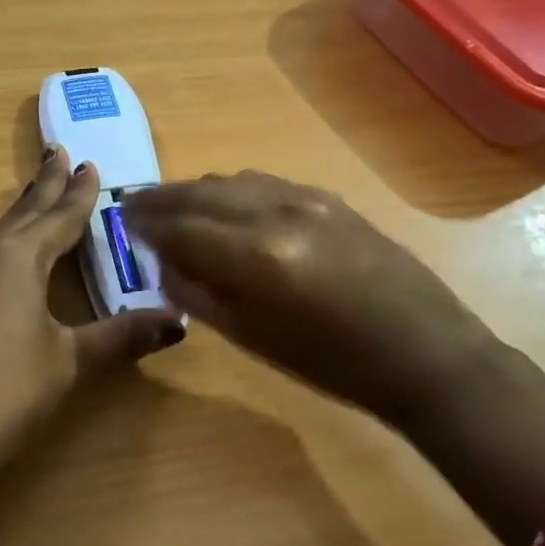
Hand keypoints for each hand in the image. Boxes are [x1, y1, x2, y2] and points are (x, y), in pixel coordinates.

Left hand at [0, 146, 184, 500]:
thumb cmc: (5, 394)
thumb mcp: (69, 364)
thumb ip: (121, 338)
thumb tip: (179, 322)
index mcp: (22, 262)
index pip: (60, 219)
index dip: (79, 195)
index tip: (90, 166)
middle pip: (23, 215)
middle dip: (45, 186)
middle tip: (58, 153)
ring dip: (7, 210)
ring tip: (18, 185)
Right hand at [124, 171, 494, 418]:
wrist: (423, 352)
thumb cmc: (332, 364)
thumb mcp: (251, 339)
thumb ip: (198, 294)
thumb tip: (164, 263)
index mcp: (254, 256)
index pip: (179, 226)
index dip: (145, 223)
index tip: (121, 221)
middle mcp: (275, 213)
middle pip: (200, 192)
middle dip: (161, 198)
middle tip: (134, 206)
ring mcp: (306, 199)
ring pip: (231, 181)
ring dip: (196, 192)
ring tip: (176, 207)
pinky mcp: (328, 198)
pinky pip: (264, 183)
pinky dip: (232, 191)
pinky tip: (226, 206)